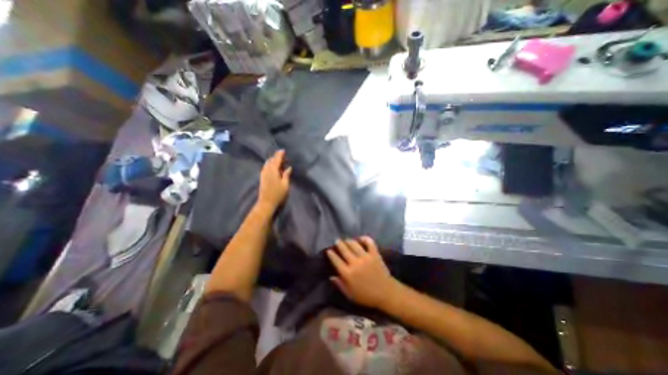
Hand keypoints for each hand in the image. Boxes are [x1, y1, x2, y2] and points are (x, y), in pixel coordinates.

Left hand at [256, 149, 290, 213]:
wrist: (266, 203)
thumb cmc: (278, 194)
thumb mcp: (285, 184)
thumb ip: (286, 175)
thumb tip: (289, 167)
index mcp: (273, 170)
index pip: (276, 160)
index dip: (280, 155)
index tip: (283, 150)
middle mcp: (267, 170)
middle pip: (271, 160)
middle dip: (276, 157)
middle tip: (283, 156)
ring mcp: (263, 174)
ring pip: (267, 164)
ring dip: (273, 161)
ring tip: (279, 161)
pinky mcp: (262, 178)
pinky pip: (266, 167)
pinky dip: (270, 165)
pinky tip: (273, 167)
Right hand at [327, 239, 397, 308]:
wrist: (386, 293)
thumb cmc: (366, 296)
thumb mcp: (350, 295)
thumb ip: (340, 285)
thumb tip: (331, 276)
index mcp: (348, 274)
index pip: (336, 261)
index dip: (331, 254)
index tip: (329, 250)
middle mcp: (355, 263)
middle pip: (344, 250)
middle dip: (339, 244)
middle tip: (337, 240)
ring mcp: (365, 257)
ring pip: (354, 244)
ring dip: (349, 241)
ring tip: (347, 240)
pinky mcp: (374, 254)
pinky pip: (369, 243)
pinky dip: (365, 239)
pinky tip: (361, 238)